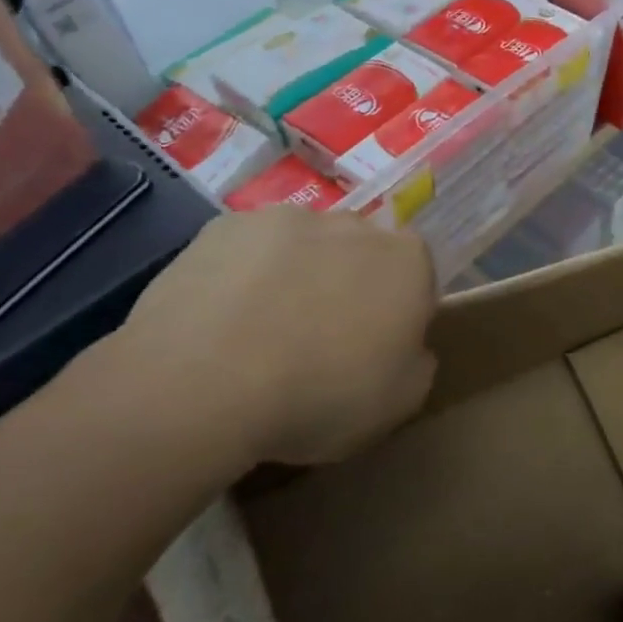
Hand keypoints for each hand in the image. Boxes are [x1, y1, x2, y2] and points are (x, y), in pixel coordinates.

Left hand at [105, 205, 436, 467]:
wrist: (204, 384)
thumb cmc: (321, 394)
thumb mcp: (399, 402)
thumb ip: (418, 363)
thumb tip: (409, 347)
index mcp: (407, 261)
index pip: (417, 277)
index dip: (397, 314)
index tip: (375, 351)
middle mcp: (355, 225)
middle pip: (360, 254)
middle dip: (348, 286)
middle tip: (320, 342)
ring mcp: (287, 219)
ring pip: (302, 247)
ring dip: (295, 276)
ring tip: (261, 334)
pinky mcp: (225, 226)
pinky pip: (247, 251)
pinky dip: (242, 276)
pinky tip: (221, 321)